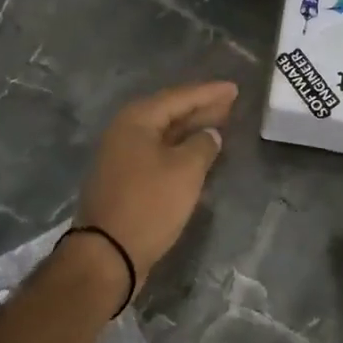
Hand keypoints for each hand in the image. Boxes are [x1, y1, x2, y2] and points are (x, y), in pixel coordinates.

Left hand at [78, 81, 237, 278]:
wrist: (107, 254)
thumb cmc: (149, 204)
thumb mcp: (185, 170)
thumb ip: (203, 145)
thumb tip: (210, 134)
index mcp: (136, 120)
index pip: (179, 97)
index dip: (209, 92)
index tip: (234, 88)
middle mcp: (125, 132)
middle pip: (169, 113)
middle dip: (200, 108)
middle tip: (230, 103)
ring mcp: (122, 157)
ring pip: (164, 134)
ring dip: (191, 129)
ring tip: (219, 124)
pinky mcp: (125, 180)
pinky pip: (158, 153)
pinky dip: (180, 150)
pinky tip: (198, 154)